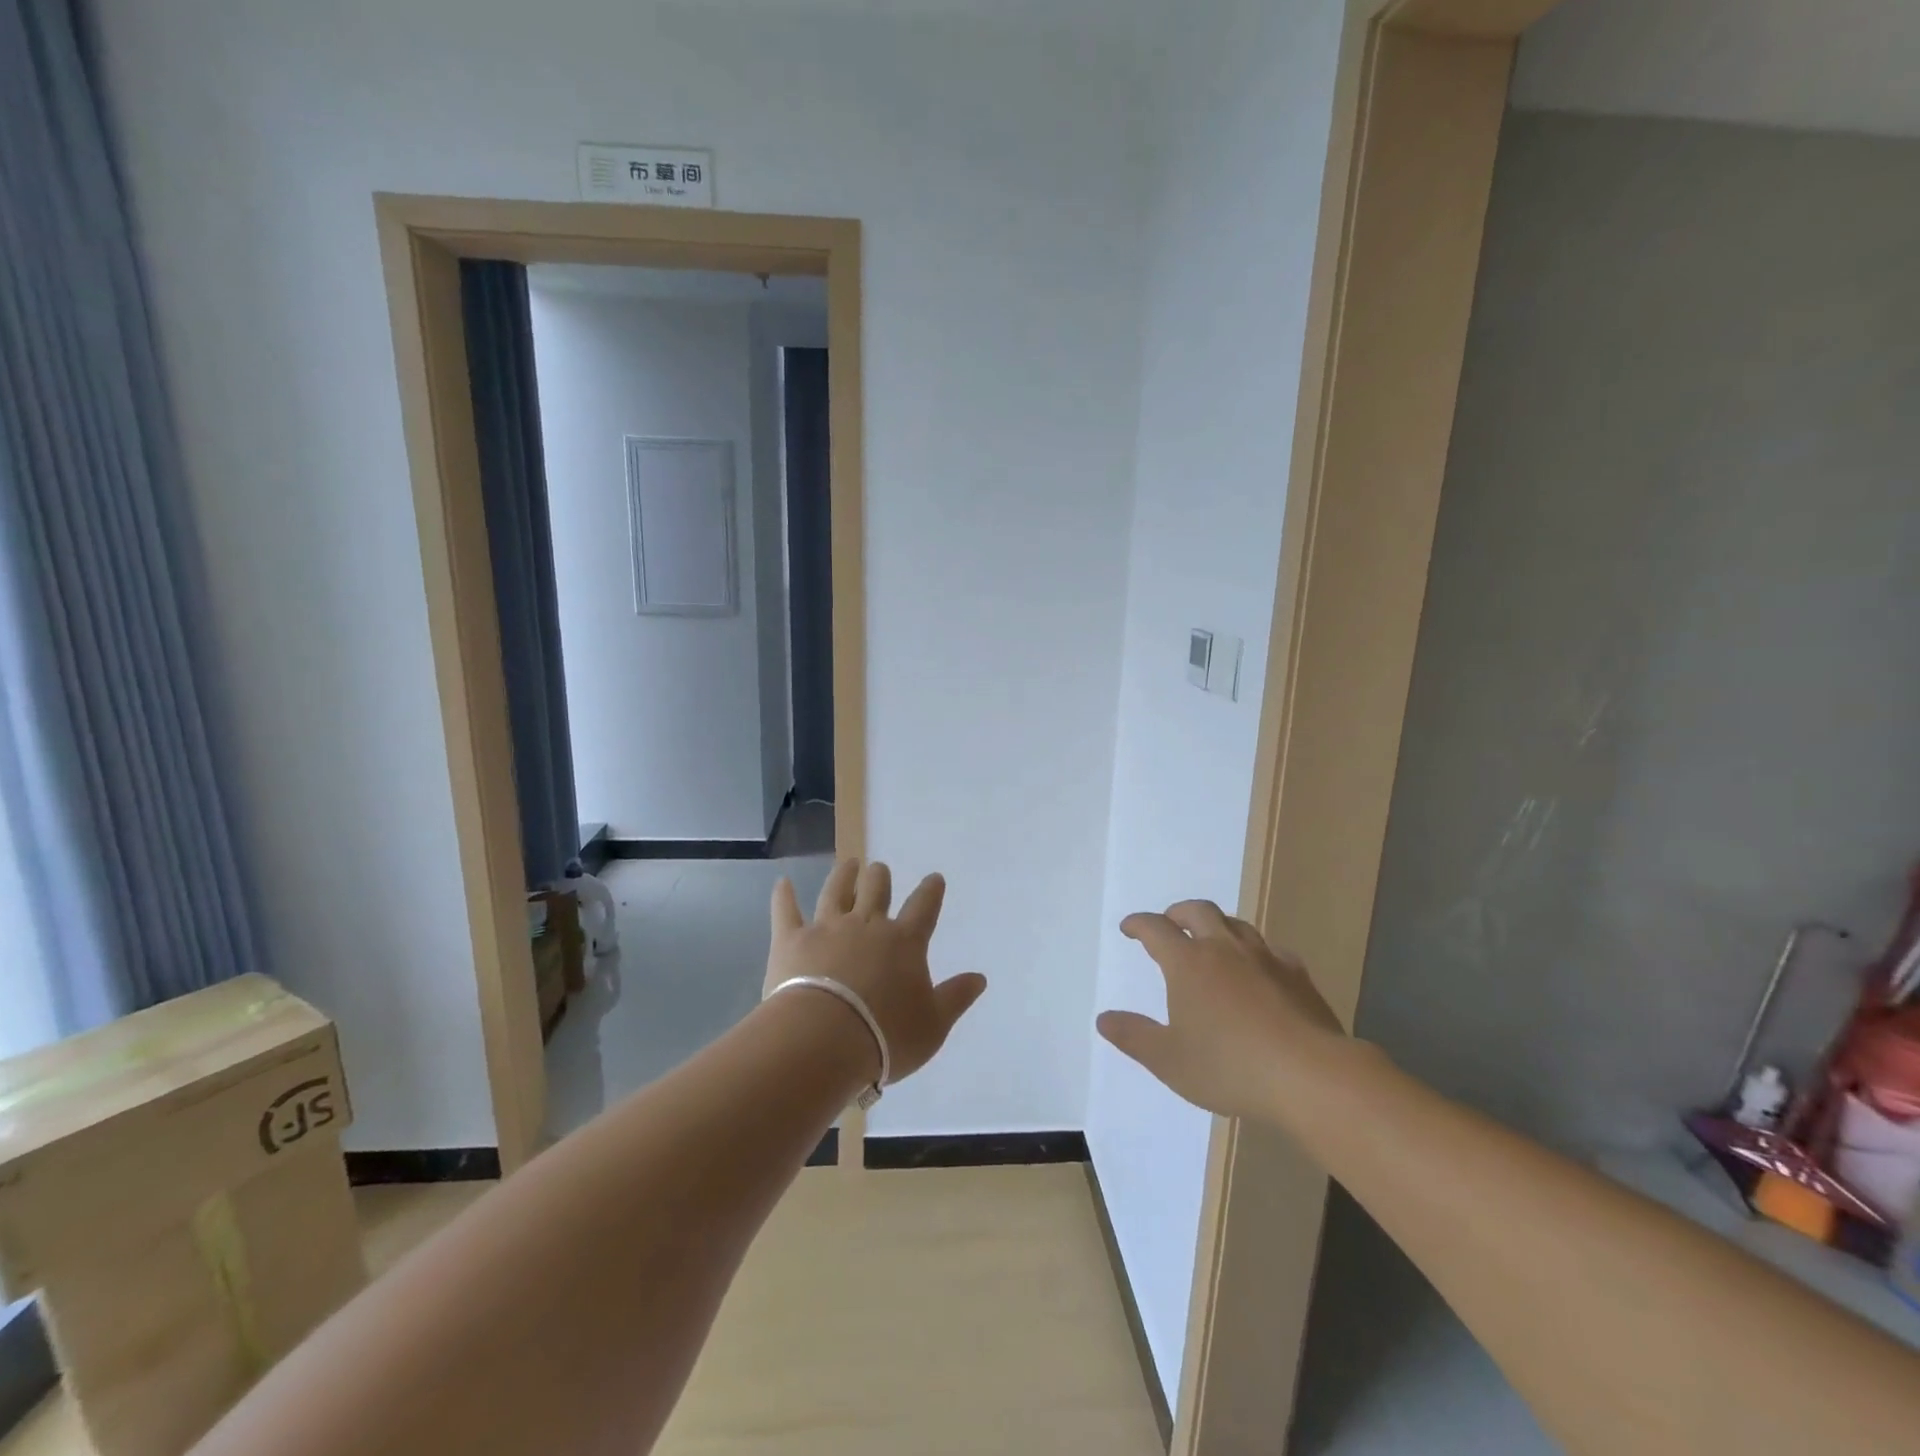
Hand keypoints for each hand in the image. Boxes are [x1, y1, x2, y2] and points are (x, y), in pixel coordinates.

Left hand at [766, 858, 986, 1084]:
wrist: (823, 1041)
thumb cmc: (885, 1036)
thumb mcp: (933, 1025)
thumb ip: (956, 997)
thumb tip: (980, 977)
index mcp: (904, 942)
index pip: (923, 908)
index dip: (930, 891)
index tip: (934, 878)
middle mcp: (867, 925)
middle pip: (876, 890)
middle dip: (880, 877)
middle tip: (879, 870)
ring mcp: (827, 928)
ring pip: (837, 891)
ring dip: (844, 876)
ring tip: (849, 863)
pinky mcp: (792, 940)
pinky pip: (786, 911)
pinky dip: (784, 896)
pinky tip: (783, 882)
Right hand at [1097, 900, 1346, 1119]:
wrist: (1311, 1076)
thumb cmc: (1230, 1067)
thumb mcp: (1169, 1060)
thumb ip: (1134, 1036)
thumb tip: (1103, 1018)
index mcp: (1187, 963)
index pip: (1155, 929)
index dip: (1138, 924)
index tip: (1129, 928)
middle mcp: (1223, 949)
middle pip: (1197, 911)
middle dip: (1177, 913)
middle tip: (1169, 923)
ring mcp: (1264, 957)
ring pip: (1235, 923)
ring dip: (1216, 924)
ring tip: (1211, 940)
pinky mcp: (1297, 974)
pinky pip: (1270, 949)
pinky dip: (1254, 950)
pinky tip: (1258, 969)